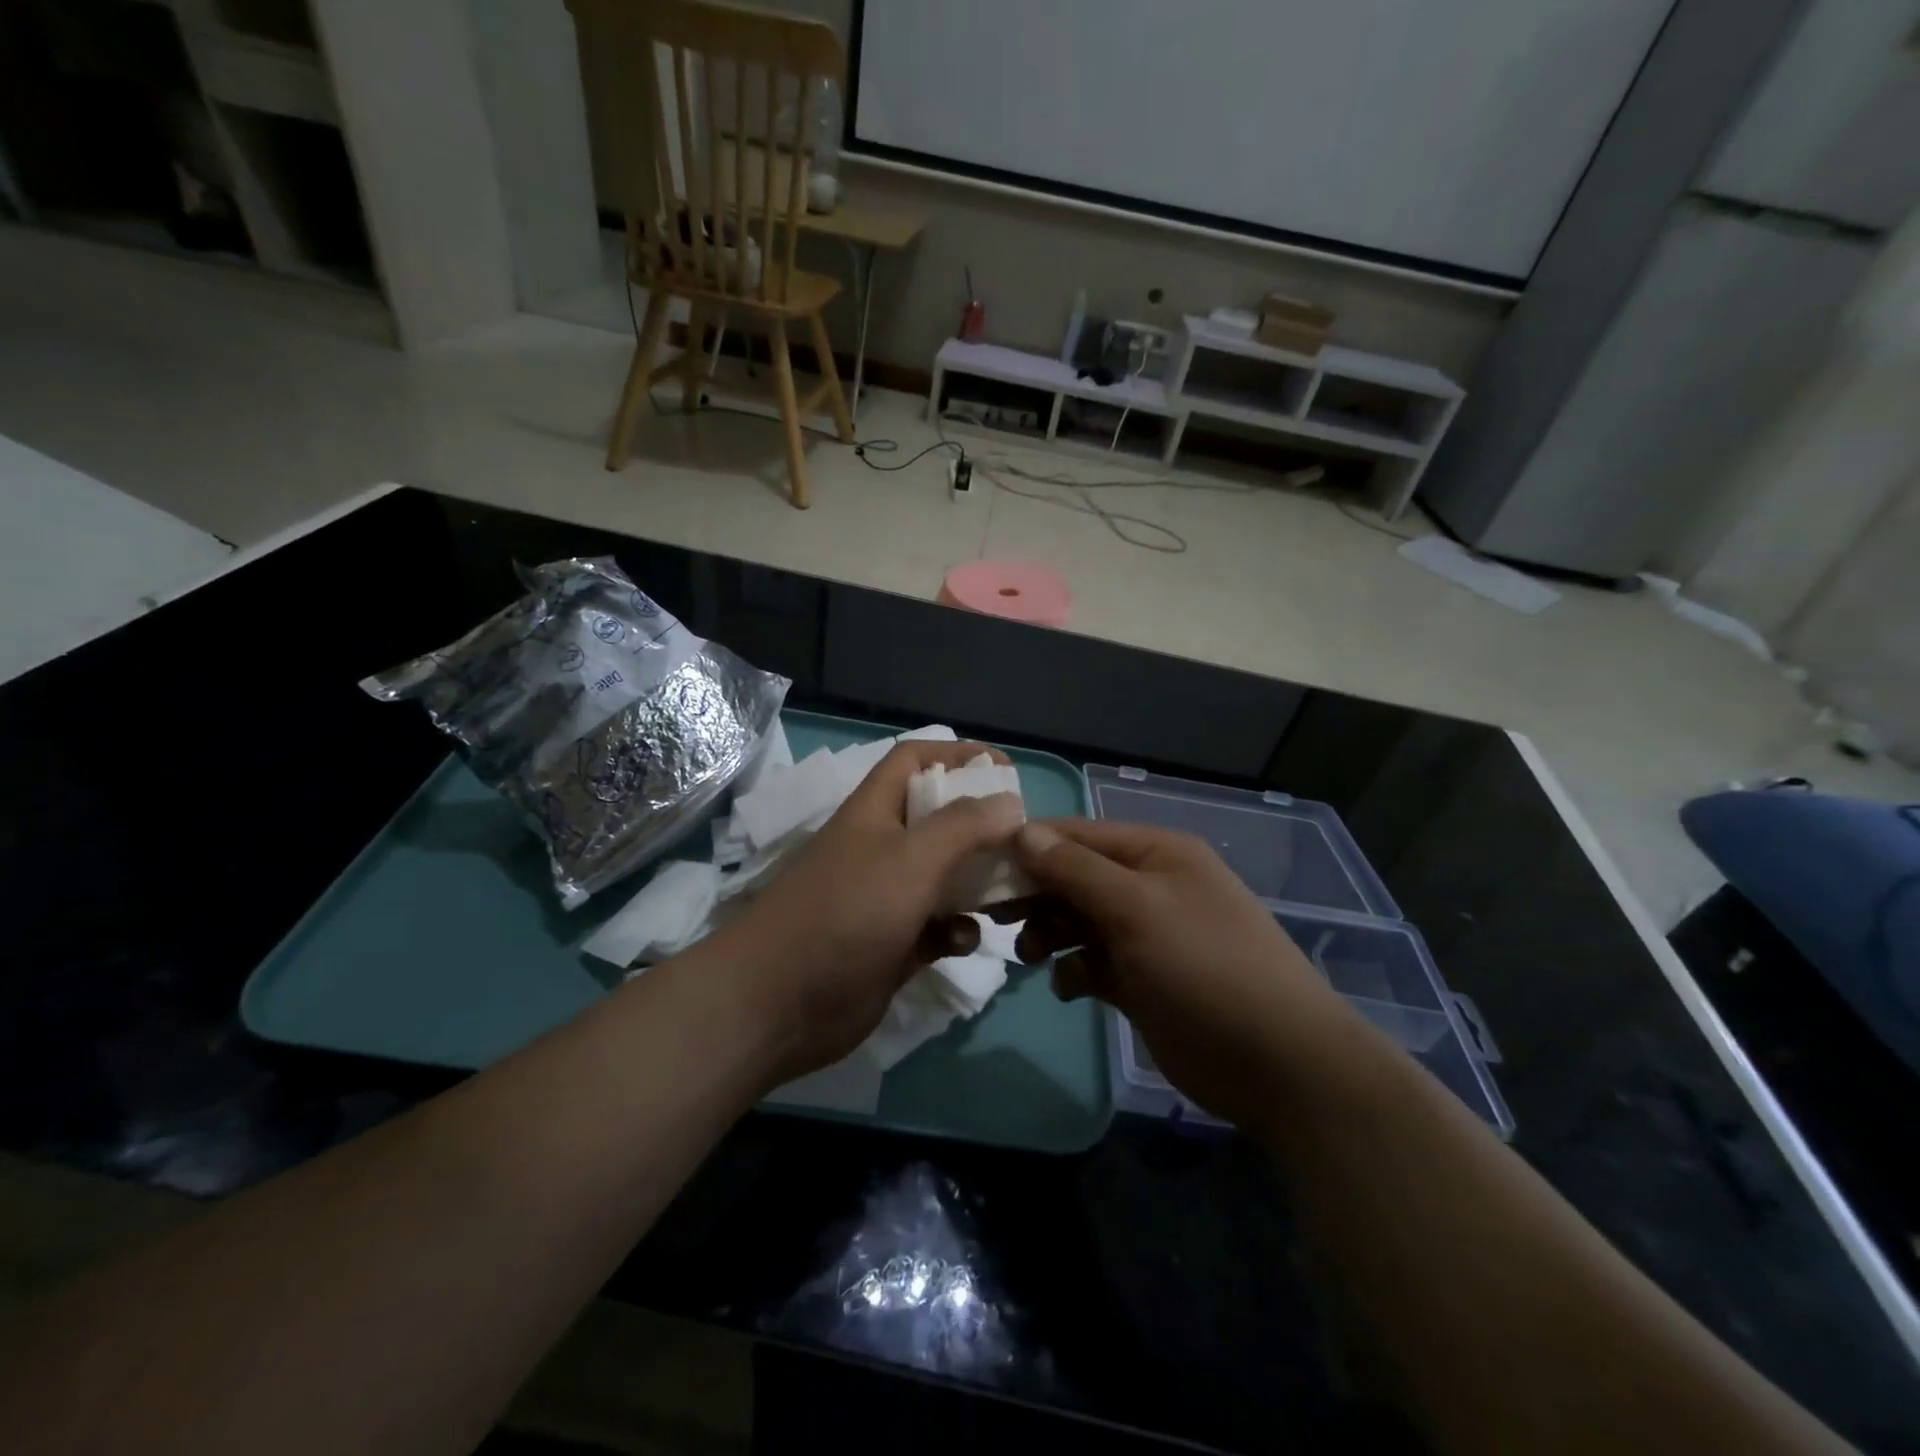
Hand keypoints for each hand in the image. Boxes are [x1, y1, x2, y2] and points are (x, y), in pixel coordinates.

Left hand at [714, 740, 1023, 1084]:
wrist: (779, 1004)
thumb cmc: (847, 913)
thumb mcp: (910, 859)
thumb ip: (963, 827)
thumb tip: (1011, 803)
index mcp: (876, 812)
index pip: (915, 760)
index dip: (957, 755)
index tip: (1005, 772)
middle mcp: (882, 848)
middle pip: (939, 819)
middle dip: (981, 825)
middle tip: (1022, 839)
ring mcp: (887, 899)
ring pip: (945, 876)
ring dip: (977, 882)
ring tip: (1011, 891)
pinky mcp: (894, 945)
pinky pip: (938, 927)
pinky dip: (957, 930)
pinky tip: (965, 942)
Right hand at [1006, 819, 1354, 1125]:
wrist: (1277, 1063)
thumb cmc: (1204, 967)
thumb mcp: (1137, 908)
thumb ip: (1075, 869)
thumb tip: (1021, 831)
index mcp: (1156, 853)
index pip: (1077, 835)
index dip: (1030, 847)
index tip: (981, 869)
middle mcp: (1150, 886)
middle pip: (1074, 877)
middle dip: (1036, 894)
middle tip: (994, 917)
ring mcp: (1148, 935)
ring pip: (1079, 920)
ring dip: (1050, 932)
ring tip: (1031, 955)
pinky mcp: (1143, 980)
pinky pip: (1093, 963)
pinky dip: (1074, 970)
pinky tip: (1069, 988)